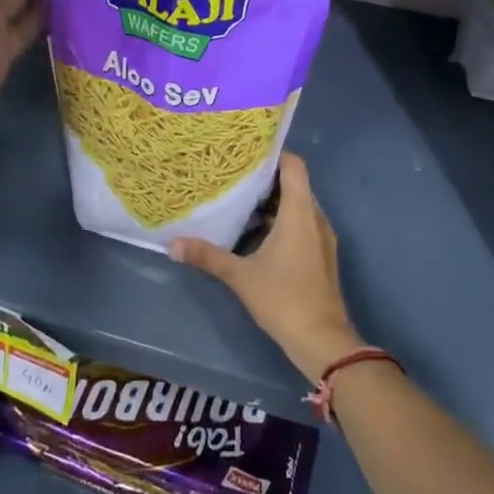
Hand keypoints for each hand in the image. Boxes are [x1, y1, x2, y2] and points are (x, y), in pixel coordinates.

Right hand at [169, 154, 362, 383]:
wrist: (322, 341)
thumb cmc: (284, 299)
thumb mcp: (240, 276)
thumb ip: (208, 256)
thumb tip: (171, 244)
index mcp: (300, 213)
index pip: (294, 165)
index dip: (273, 154)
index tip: (245, 152)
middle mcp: (315, 218)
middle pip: (294, 184)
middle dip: (265, 179)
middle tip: (233, 176)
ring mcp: (322, 238)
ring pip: (297, 206)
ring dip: (272, 203)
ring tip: (238, 202)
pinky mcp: (321, 256)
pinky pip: (301, 225)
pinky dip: (281, 222)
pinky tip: (255, 234)